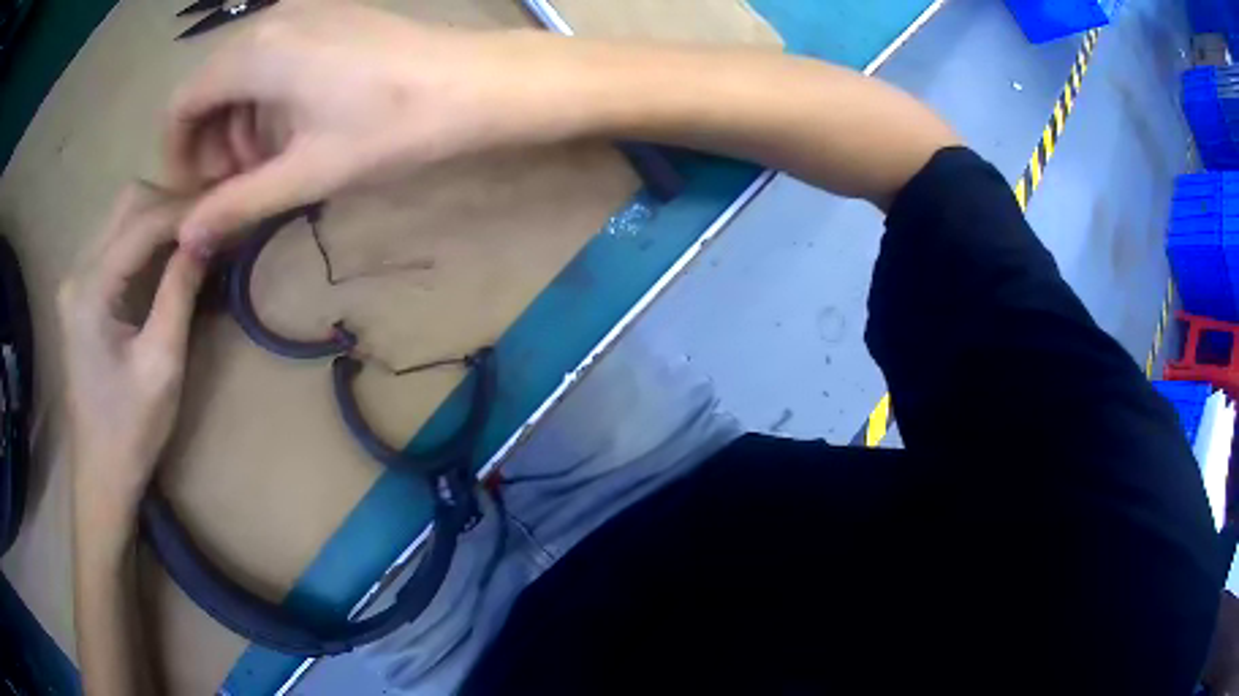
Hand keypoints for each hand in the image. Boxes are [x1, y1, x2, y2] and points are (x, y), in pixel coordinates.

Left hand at [59, 184, 207, 535]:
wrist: (101, 474)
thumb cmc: (130, 431)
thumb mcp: (162, 365)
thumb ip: (180, 293)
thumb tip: (209, 234)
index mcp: (90, 291)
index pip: (142, 222)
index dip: (186, 211)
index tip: (227, 212)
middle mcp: (77, 272)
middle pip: (128, 203)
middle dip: (172, 205)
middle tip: (208, 229)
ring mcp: (76, 279)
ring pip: (122, 216)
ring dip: (160, 218)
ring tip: (193, 241)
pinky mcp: (81, 291)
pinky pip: (116, 240)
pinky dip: (146, 238)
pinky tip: (166, 258)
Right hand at [166, 0, 571, 249]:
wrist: (478, 83)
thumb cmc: (389, 127)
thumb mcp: (303, 173)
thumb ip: (236, 205)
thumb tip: (186, 240)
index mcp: (254, 52)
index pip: (181, 104)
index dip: (176, 154)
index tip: (196, 196)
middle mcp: (270, 20)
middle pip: (208, 87)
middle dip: (209, 142)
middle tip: (235, 188)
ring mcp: (303, 10)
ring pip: (241, 72)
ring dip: (239, 122)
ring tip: (270, 165)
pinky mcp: (329, 14)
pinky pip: (274, 56)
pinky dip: (267, 97)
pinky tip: (294, 127)